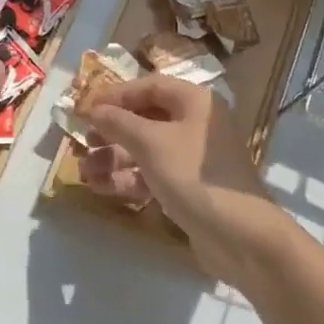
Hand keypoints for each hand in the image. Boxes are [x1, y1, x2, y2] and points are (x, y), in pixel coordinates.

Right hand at [81, 75, 293, 284]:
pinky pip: (153, 175)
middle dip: (111, 132)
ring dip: (114, 159)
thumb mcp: (150, 143)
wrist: (240, 236)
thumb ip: (118, 122)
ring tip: (85, 172)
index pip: (148, 87)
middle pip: (146, 119)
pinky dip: (129, 179)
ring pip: (146, 150)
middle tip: (84, 142)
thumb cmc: (194, 176)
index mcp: (195, 102)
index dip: (114, 95)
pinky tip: (102, 189)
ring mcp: (194, 159)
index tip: (84, 108)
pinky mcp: (190, 188)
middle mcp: (196, 125)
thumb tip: (93, 108)